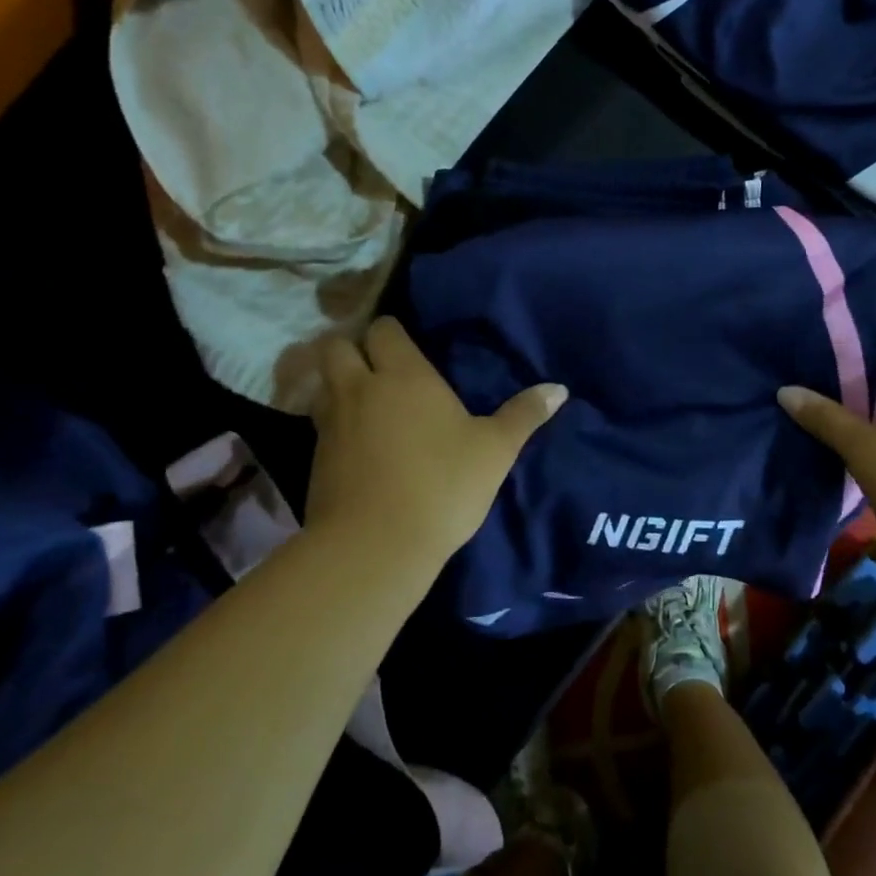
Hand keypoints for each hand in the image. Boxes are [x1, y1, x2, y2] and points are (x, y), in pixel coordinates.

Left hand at [305, 316, 566, 561]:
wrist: (375, 547)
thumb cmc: (443, 485)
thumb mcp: (495, 450)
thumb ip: (524, 414)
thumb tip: (560, 389)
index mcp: (404, 375)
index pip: (385, 329)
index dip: (393, 331)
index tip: (409, 344)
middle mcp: (360, 388)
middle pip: (336, 346)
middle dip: (352, 347)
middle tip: (378, 365)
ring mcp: (331, 424)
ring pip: (323, 383)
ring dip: (338, 383)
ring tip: (365, 400)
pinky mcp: (315, 459)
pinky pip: (321, 423)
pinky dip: (334, 422)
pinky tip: (357, 442)